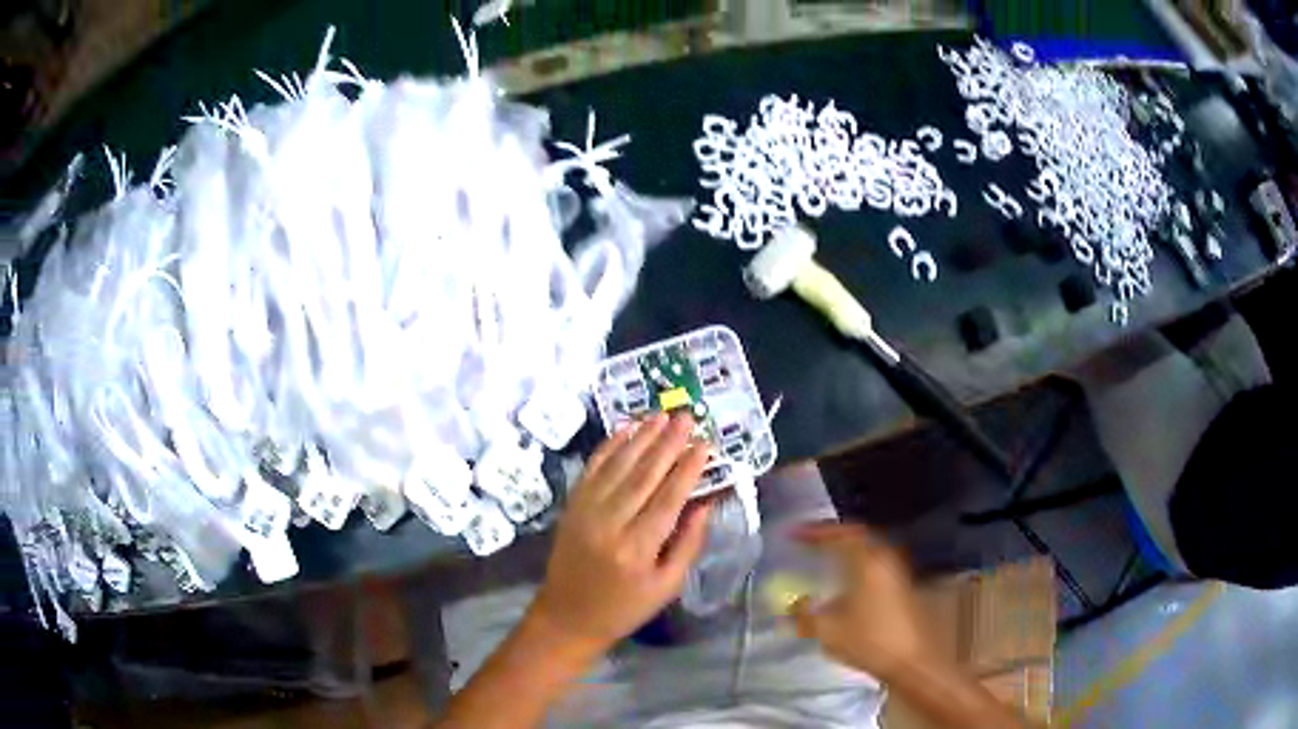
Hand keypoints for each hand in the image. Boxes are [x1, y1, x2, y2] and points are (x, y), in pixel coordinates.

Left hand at [528, 412, 711, 657]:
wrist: (568, 616)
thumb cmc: (625, 608)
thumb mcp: (666, 587)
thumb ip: (688, 544)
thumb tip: (706, 504)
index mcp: (638, 548)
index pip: (669, 498)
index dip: (688, 468)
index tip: (705, 444)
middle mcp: (610, 524)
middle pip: (644, 474)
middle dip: (668, 442)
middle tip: (687, 417)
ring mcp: (586, 511)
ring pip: (618, 466)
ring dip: (641, 437)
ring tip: (662, 415)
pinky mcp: (572, 506)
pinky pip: (592, 469)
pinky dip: (609, 446)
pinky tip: (626, 429)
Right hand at [790, 522, 935, 680]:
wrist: (913, 662)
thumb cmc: (871, 641)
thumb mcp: (829, 631)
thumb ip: (806, 615)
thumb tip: (792, 604)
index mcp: (869, 561)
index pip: (841, 534)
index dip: (815, 531)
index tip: (793, 534)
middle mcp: (887, 559)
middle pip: (858, 538)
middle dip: (833, 539)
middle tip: (810, 543)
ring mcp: (900, 573)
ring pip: (869, 553)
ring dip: (847, 554)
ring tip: (825, 562)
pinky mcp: (905, 589)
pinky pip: (876, 568)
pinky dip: (858, 568)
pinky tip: (846, 586)